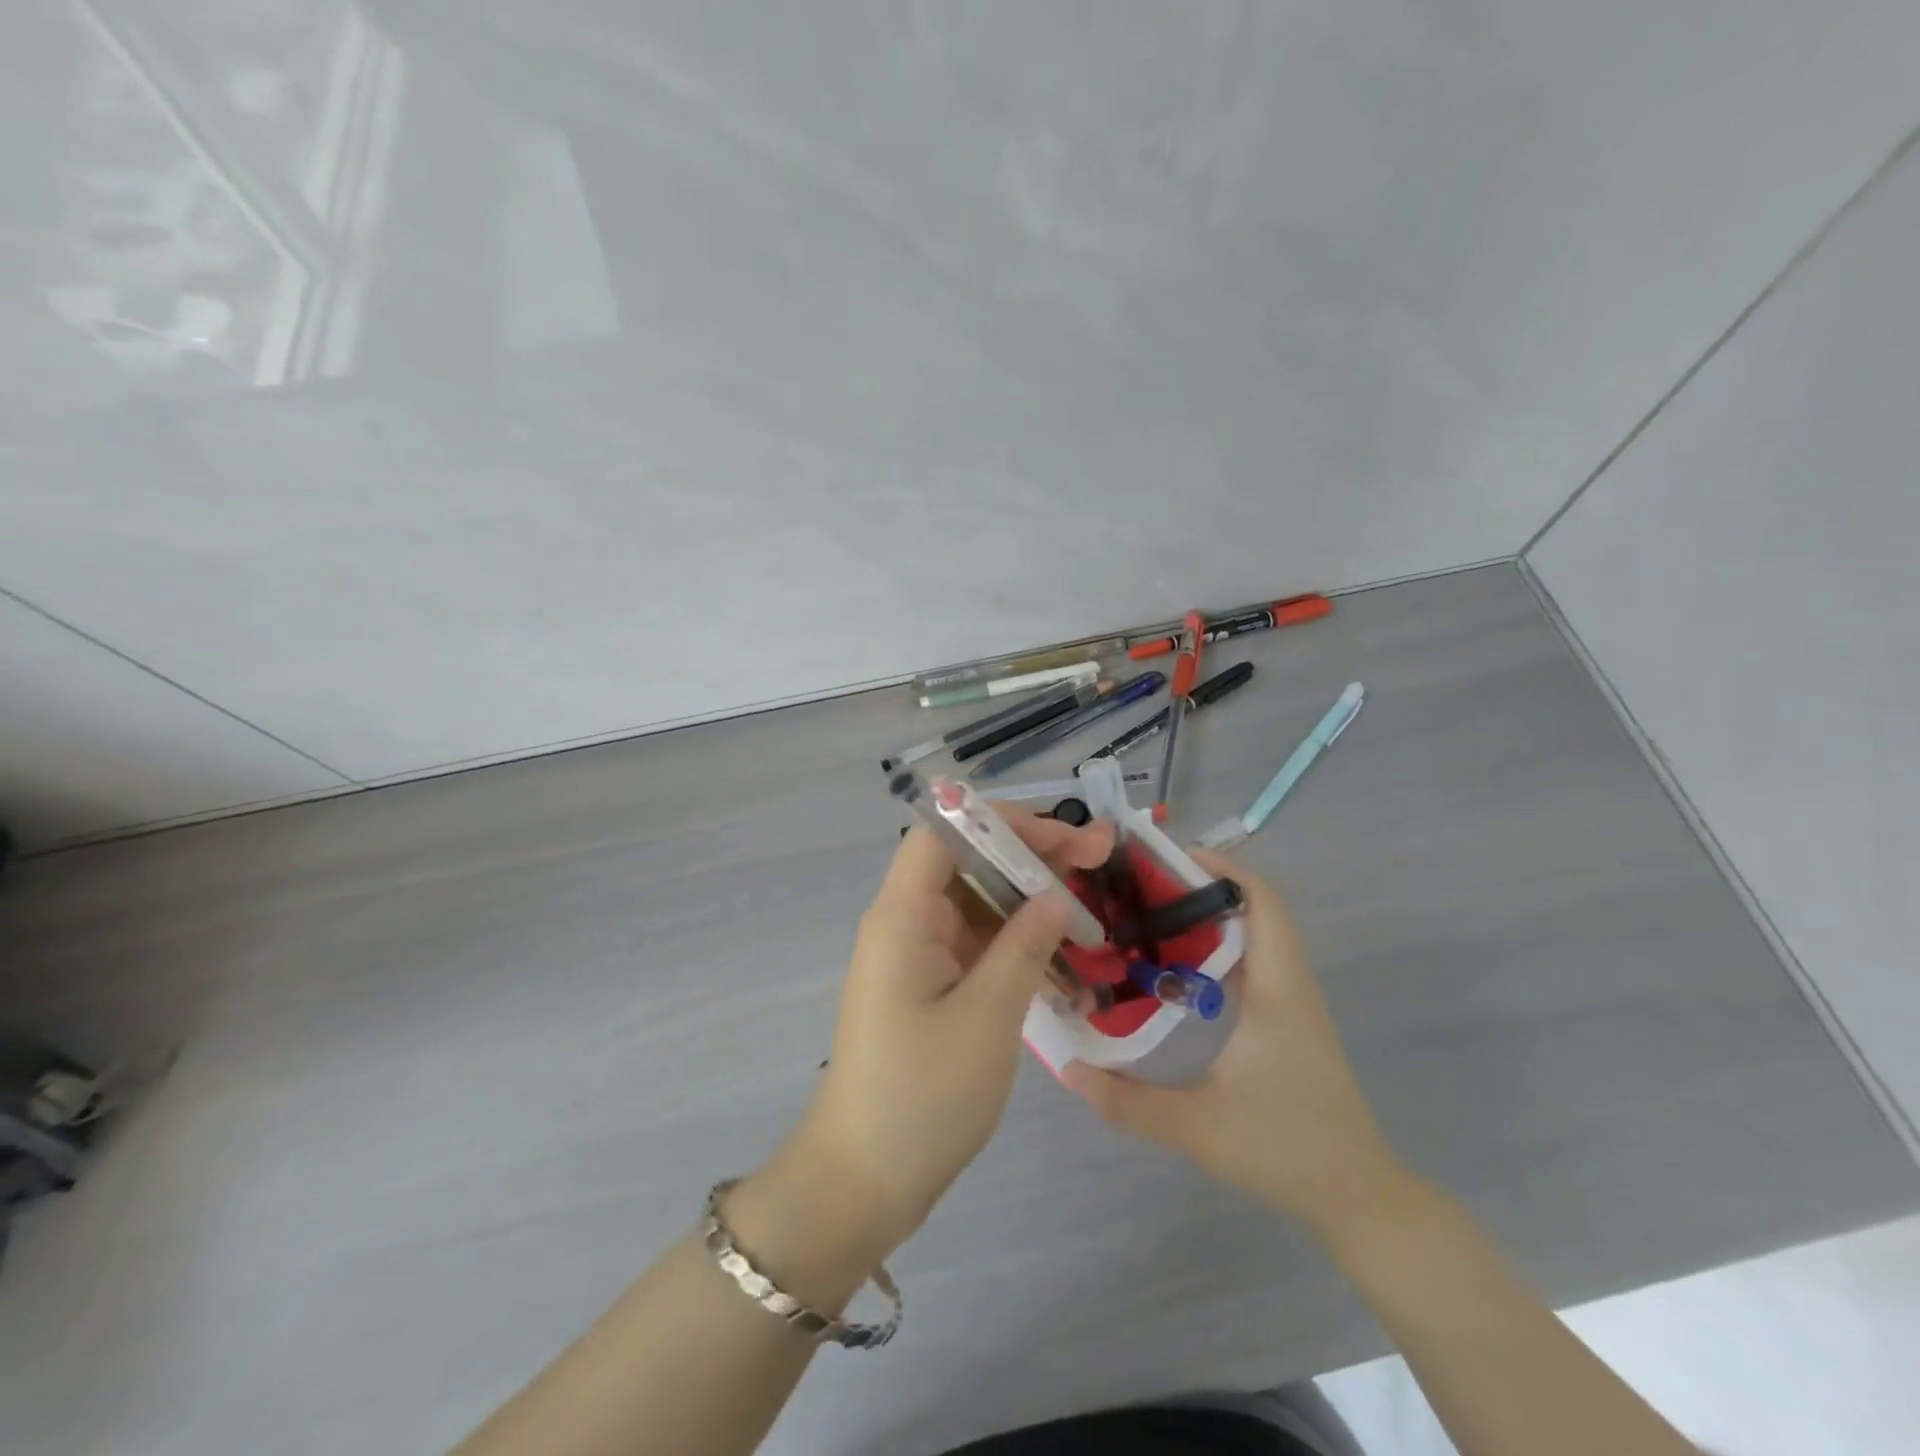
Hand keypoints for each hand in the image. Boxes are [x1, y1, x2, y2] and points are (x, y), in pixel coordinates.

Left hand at [780, 807, 1114, 1256]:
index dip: (1004, 822)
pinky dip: (1017, 941)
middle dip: (1030, 856)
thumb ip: (1023, 946)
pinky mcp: (929, 986)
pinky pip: (976, 943)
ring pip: (976, 902)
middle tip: (1098, 860)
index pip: (946, 831)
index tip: (1064, 837)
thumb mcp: (986, 1018)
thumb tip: (1055, 895)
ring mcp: (916, 955)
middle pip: (967, 861)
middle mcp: (905, 922)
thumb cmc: (922, 1096)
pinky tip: (1063, 953)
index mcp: (902, 914)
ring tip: (1091, 905)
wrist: (863, 1180)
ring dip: (1029, 900)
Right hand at [1063, 848, 1403, 1235]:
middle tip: (1141, 888)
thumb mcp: (1197, 1128)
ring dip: (1210, 919)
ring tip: (1150, 919)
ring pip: (1255, 937)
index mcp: (1276, 989)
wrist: (1360, 1198)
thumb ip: (1127, 1102)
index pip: (1261, 902)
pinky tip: (1177, 974)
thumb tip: (1068, 1071)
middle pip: (1255, 909)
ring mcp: (1293, 1004)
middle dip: (1201, 888)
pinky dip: (1218, 951)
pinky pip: (1253, 965)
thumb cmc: (1285, 1149)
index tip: (1167, 859)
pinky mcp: (1289, 1023)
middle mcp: (1289, 984)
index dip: (1221, 868)